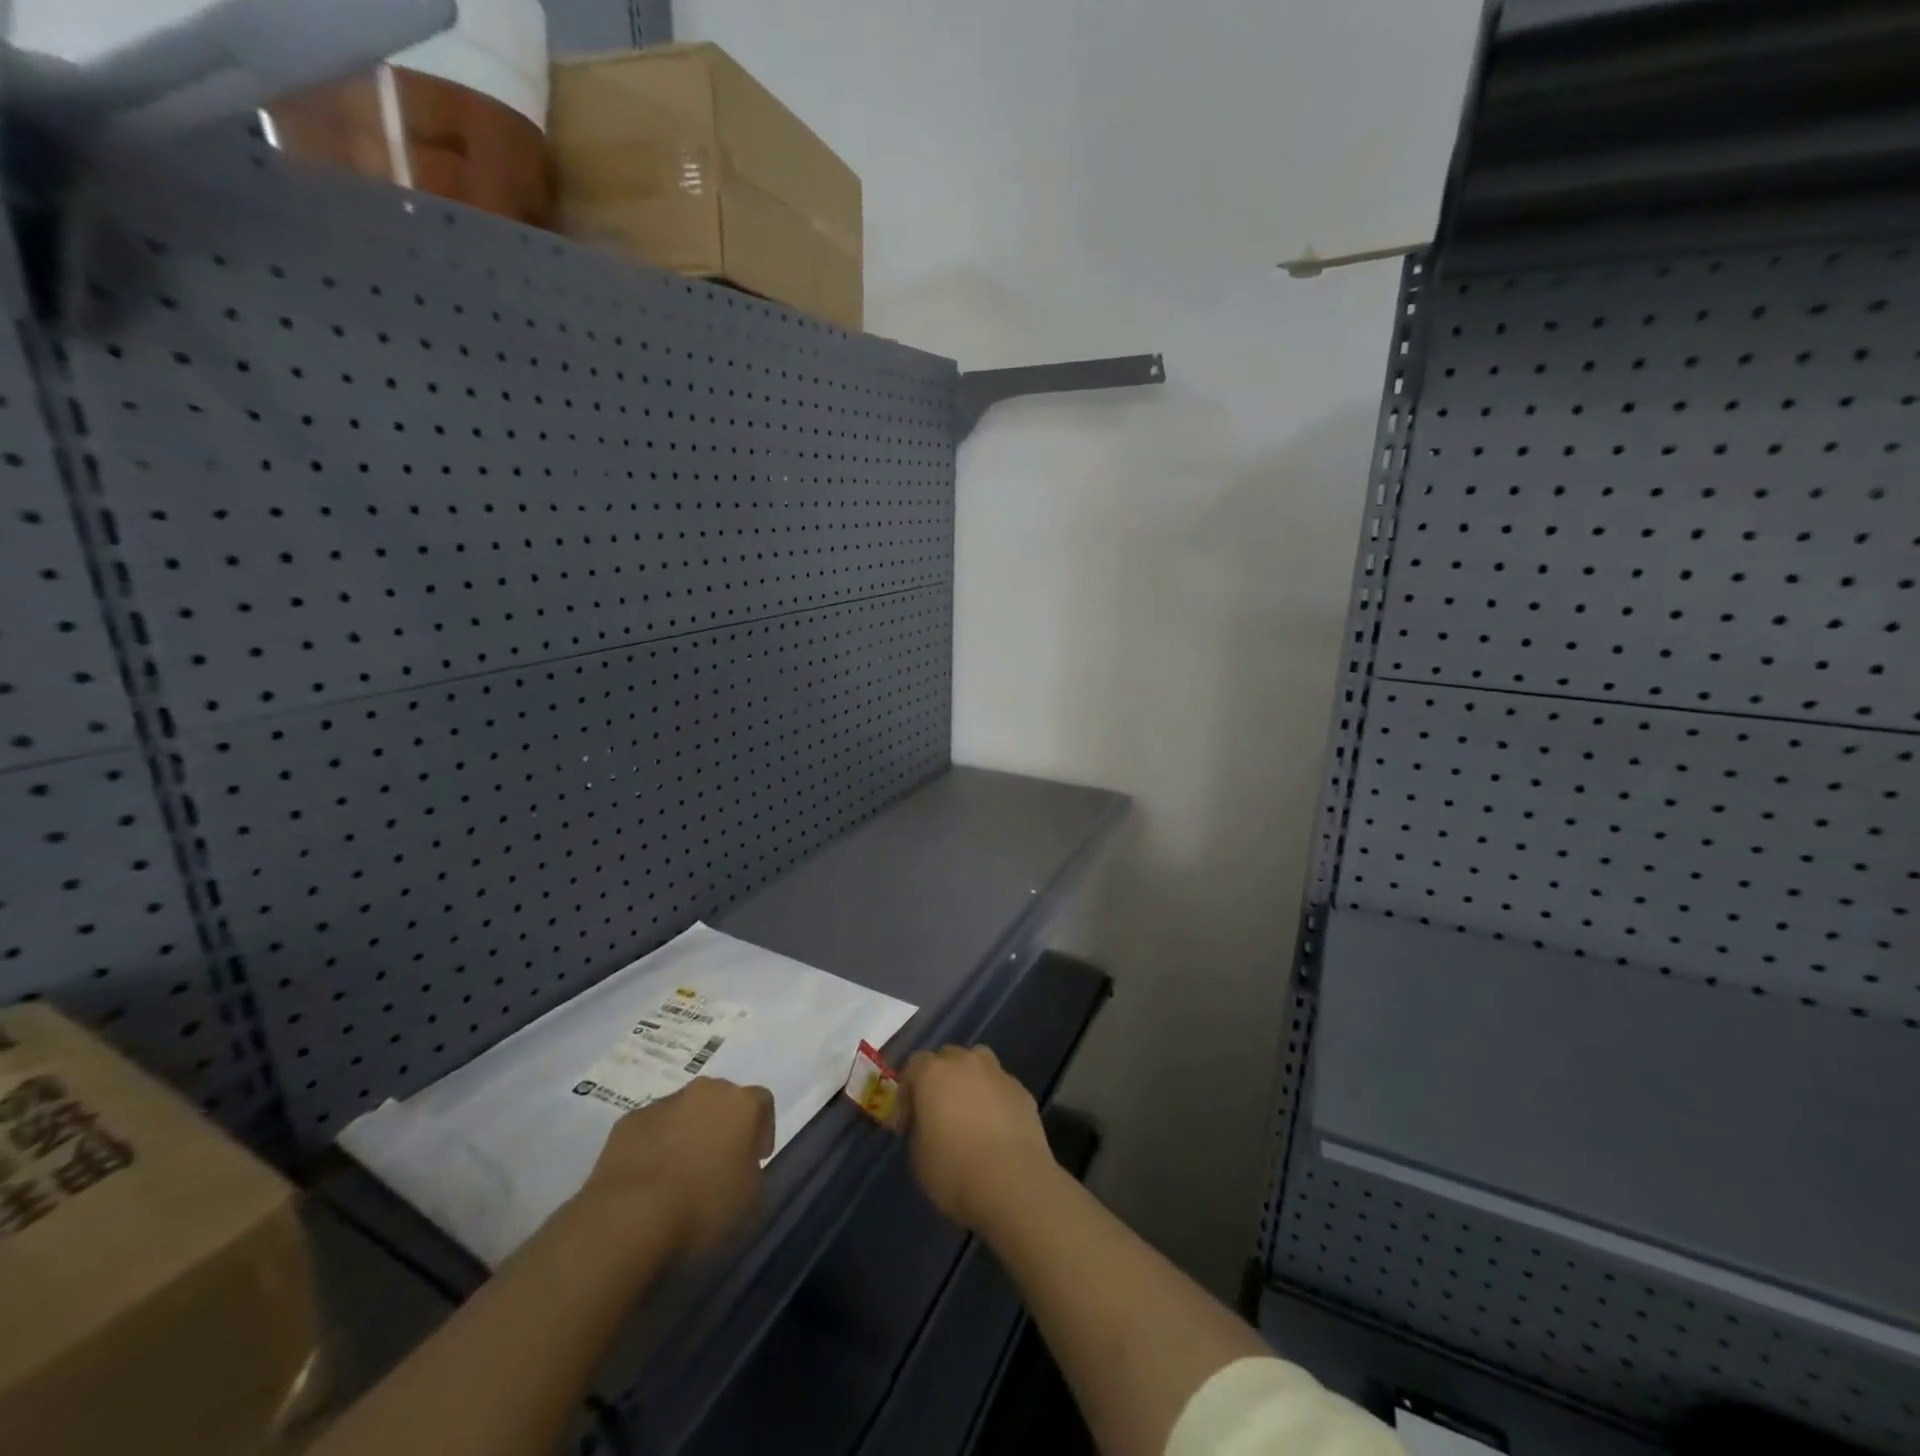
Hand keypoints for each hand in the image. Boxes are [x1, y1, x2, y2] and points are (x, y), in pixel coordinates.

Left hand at [579, 1078, 774, 1256]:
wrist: (628, 1217)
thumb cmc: (702, 1206)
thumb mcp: (751, 1201)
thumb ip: (753, 1173)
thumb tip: (742, 1168)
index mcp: (741, 1103)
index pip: (763, 1102)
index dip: (762, 1130)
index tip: (756, 1159)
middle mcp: (705, 1091)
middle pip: (721, 1100)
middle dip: (722, 1126)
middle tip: (717, 1165)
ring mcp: (664, 1103)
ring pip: (683, 1113)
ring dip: (687, 1135)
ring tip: (678, 1177)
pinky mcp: (628, 1121)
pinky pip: (651, 1129)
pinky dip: (654, 1146)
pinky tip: (648, 1181)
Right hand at [902, 1045, 1056, 1232]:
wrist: (1013, 1183)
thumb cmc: (955, 1171)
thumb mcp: (918, 1157)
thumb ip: (919, 1128)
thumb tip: (929, 1124)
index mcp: (933, 1073)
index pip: (913, 1066)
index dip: (907, 1094)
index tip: (907, 1124)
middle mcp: (966, 1062)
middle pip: (947, 1058)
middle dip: (939, 1080)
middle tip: (938, 1113)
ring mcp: (998, 1073)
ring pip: (978, 1064)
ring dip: (970, 1081)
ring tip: (969, 1113)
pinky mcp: (1022, 1091)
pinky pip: (1000, 1087)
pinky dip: (994, 1100)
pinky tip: (996, 1128)